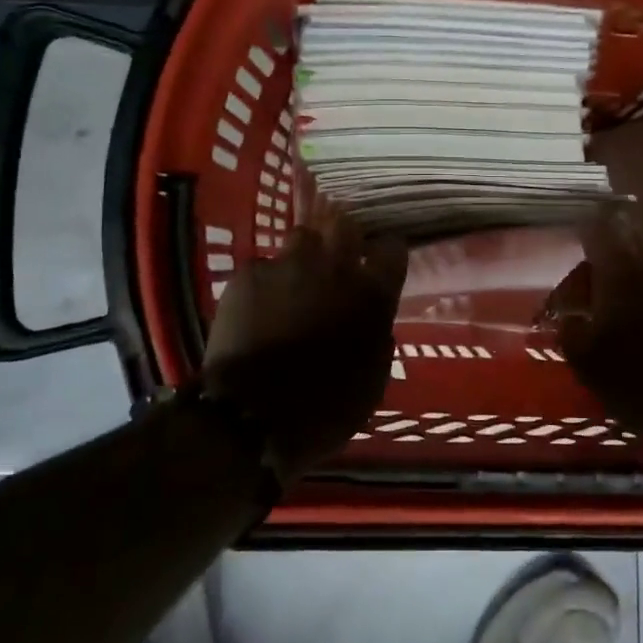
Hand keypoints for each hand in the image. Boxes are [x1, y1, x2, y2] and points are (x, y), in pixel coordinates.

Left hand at [202, 213, 406, 481]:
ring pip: (302, 238)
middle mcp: (334, 267)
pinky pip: (263, 267)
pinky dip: (265, 283)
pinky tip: (257, 306)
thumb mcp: (372, 380)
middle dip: (343, 239)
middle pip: (345, 227)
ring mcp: (288, 265)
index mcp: (372, 294)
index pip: (393, 249)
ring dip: (303, 256)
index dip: (387, 253)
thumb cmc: (325, 408)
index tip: (380, 264)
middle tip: (336, 263)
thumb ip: (376, 337)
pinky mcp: (249, 274)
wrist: (252, 416)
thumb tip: (373, 323)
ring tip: (294, 280)